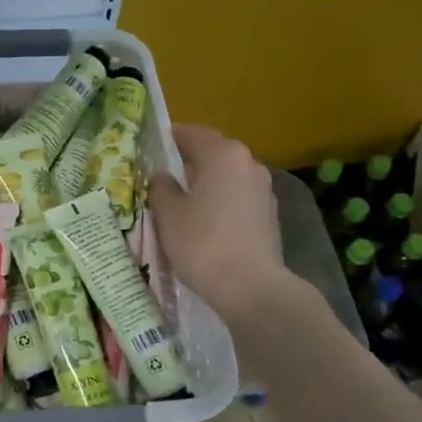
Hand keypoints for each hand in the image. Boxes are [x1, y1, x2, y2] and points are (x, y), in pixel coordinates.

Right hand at [148, 124, 292, 325]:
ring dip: (206, 184)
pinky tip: (205, 222)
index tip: (152, 144)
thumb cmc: (202, 243)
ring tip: (182, 202)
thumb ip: (161, 187)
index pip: (192, 134)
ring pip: (227, 177)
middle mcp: (248, 163)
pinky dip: (220, 202)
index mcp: (223, 154)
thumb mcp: (168, 214)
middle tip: (163, 176)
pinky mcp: (269, 215)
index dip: (170, 137)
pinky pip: (237, 198)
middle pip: (213, 154)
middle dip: (188, 162)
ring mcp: (263, 190)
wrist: (250, 288)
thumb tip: (163, 177)